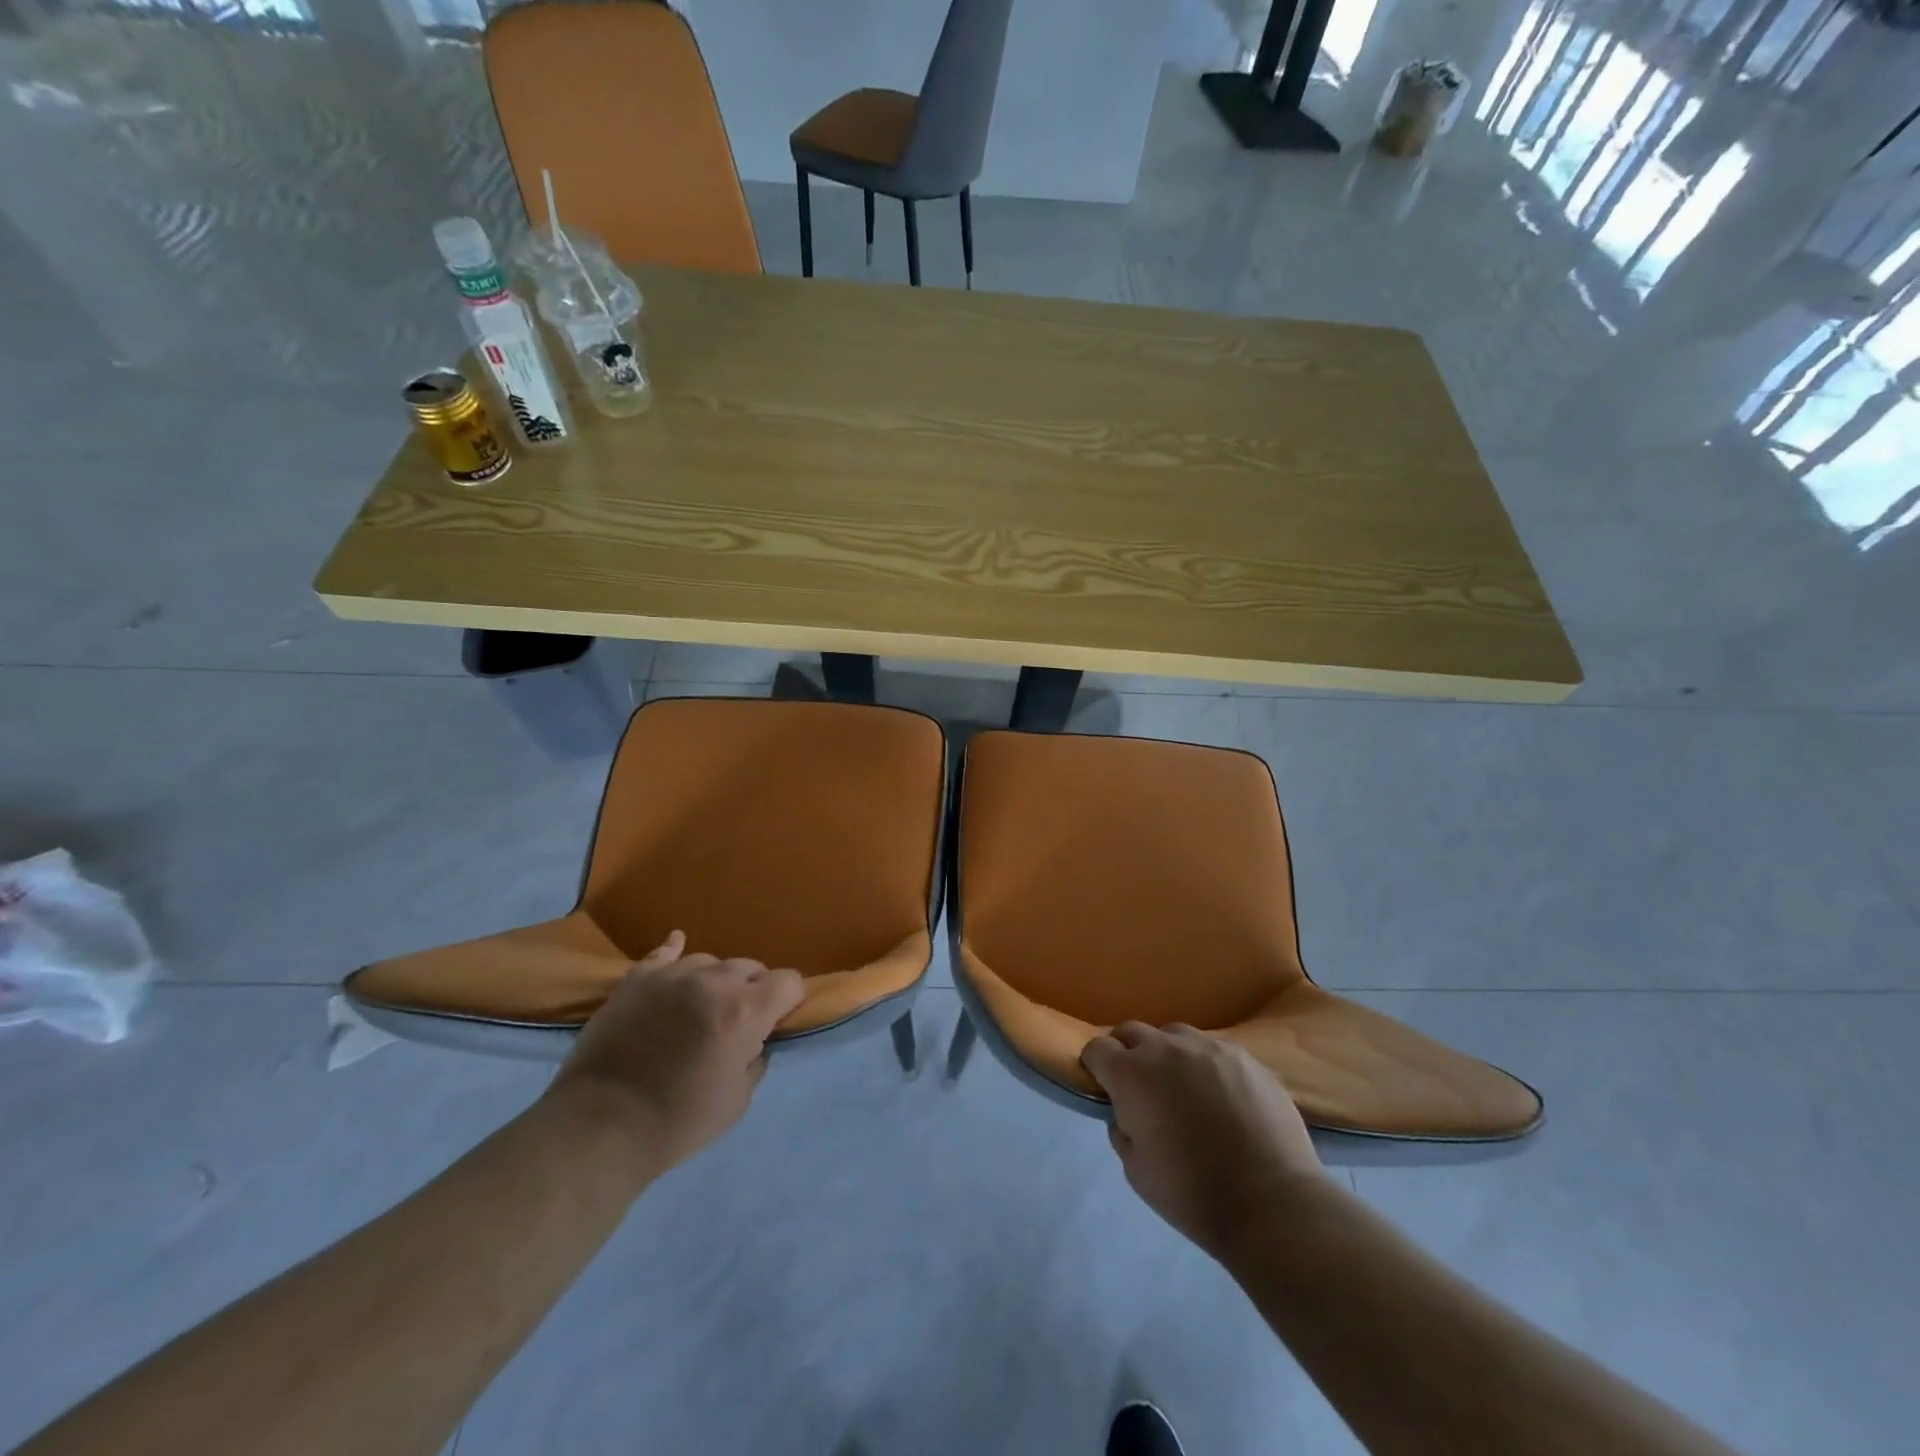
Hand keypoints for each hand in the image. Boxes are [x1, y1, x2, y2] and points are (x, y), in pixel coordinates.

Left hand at [550, 931, 805, 1172]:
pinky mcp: (637, 979)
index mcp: (746, 1010)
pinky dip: (674, 953)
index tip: (779, 1020)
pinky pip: (664, 953)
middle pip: (750, 967)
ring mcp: (673, 974)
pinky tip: (676, 947)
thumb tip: (754, 1040)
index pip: (788, 982)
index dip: (789, 1000)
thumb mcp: (737, 1100)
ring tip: (700, 1007)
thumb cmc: (677, 1121)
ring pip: (710, 962)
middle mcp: (715, 981)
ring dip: (715, 981)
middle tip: (738, 1022)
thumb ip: (755, 1059)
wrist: (600, 1126)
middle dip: (753, 990)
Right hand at [1081, 1022, 1325, 1259]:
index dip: (1095, 1066)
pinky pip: (1212, 1050)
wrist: (1272, 1205)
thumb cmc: (1193, 1194)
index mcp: (1132, 1074)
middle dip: (1127, 1053)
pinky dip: (1205, 1066)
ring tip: (1182, 1088)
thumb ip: (1121, 1128)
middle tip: (1139, 1087)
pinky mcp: (1245, 1056)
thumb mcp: (1135, 1171)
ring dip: (1167, 1055)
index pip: (1097, 1048)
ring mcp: (1209, 1047)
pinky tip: (1220, 1097)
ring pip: (1174, 1036)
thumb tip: (1126, 1111)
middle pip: (1132, 1032)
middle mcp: (1166, 1049)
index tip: (1103, 1086)